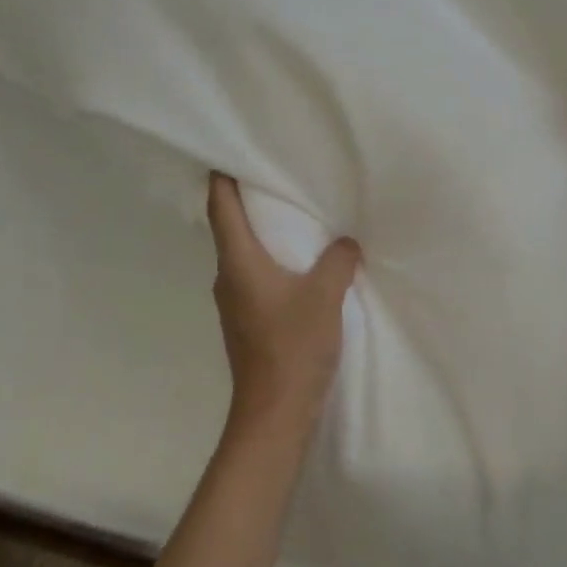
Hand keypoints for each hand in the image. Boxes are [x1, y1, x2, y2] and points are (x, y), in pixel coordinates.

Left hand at [206, 173, 360, 438]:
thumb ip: (338, 261)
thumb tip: (346, 244)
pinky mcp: (247, 322)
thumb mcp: (324, 296)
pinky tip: (299, 263)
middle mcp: (228, 278)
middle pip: (230, 228)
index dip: (222, 179)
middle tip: (275, 177)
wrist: (275, 413)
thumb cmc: (292, 346)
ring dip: (263, 234)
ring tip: (293, 216)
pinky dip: (272, 261)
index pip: (220, 208)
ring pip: (244, 255)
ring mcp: (234, 303)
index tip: (230, 153)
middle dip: (248, 202)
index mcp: (238, 263)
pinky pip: (256, 277)